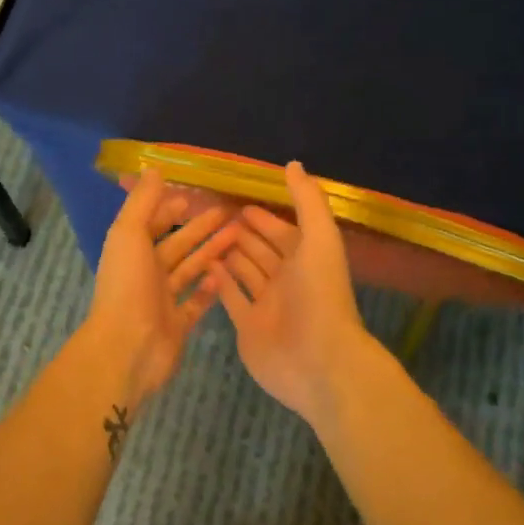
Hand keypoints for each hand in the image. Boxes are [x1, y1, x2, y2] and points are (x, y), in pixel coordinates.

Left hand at [86, 168, 238, 406]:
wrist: (128, 348)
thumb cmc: (127, 286)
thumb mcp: (129, 234)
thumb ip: (142, 202)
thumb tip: (154, 168)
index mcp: (132, 250)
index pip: (153, 222)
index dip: (172, 208)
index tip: (199, 195)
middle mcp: (146, 272)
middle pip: (178, 245)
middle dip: (201, 227)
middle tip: (231, 213)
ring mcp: (162, 300)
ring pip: (190, 270)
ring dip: (211, 252)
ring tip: (238, 236)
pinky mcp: (178, 324)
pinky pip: (196, 303)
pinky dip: (209, 289)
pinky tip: (227, 275)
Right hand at [212, 161, 386, 425]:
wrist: (318, 361)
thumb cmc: (320, 295)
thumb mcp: (319, 238)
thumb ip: (307, 200)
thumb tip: (293, 164)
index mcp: (306, 258)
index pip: (282, 231)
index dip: (264, 217)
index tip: (239, 202)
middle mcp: (286, 280)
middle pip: (261, 250)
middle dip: (243, 233)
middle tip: (213, 216)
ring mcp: (267, 305)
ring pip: (245, 272)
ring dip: (229, 254)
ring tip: (203, 236)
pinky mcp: (249, 327)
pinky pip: (231, 299)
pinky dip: (219, 282)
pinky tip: (203, 265)